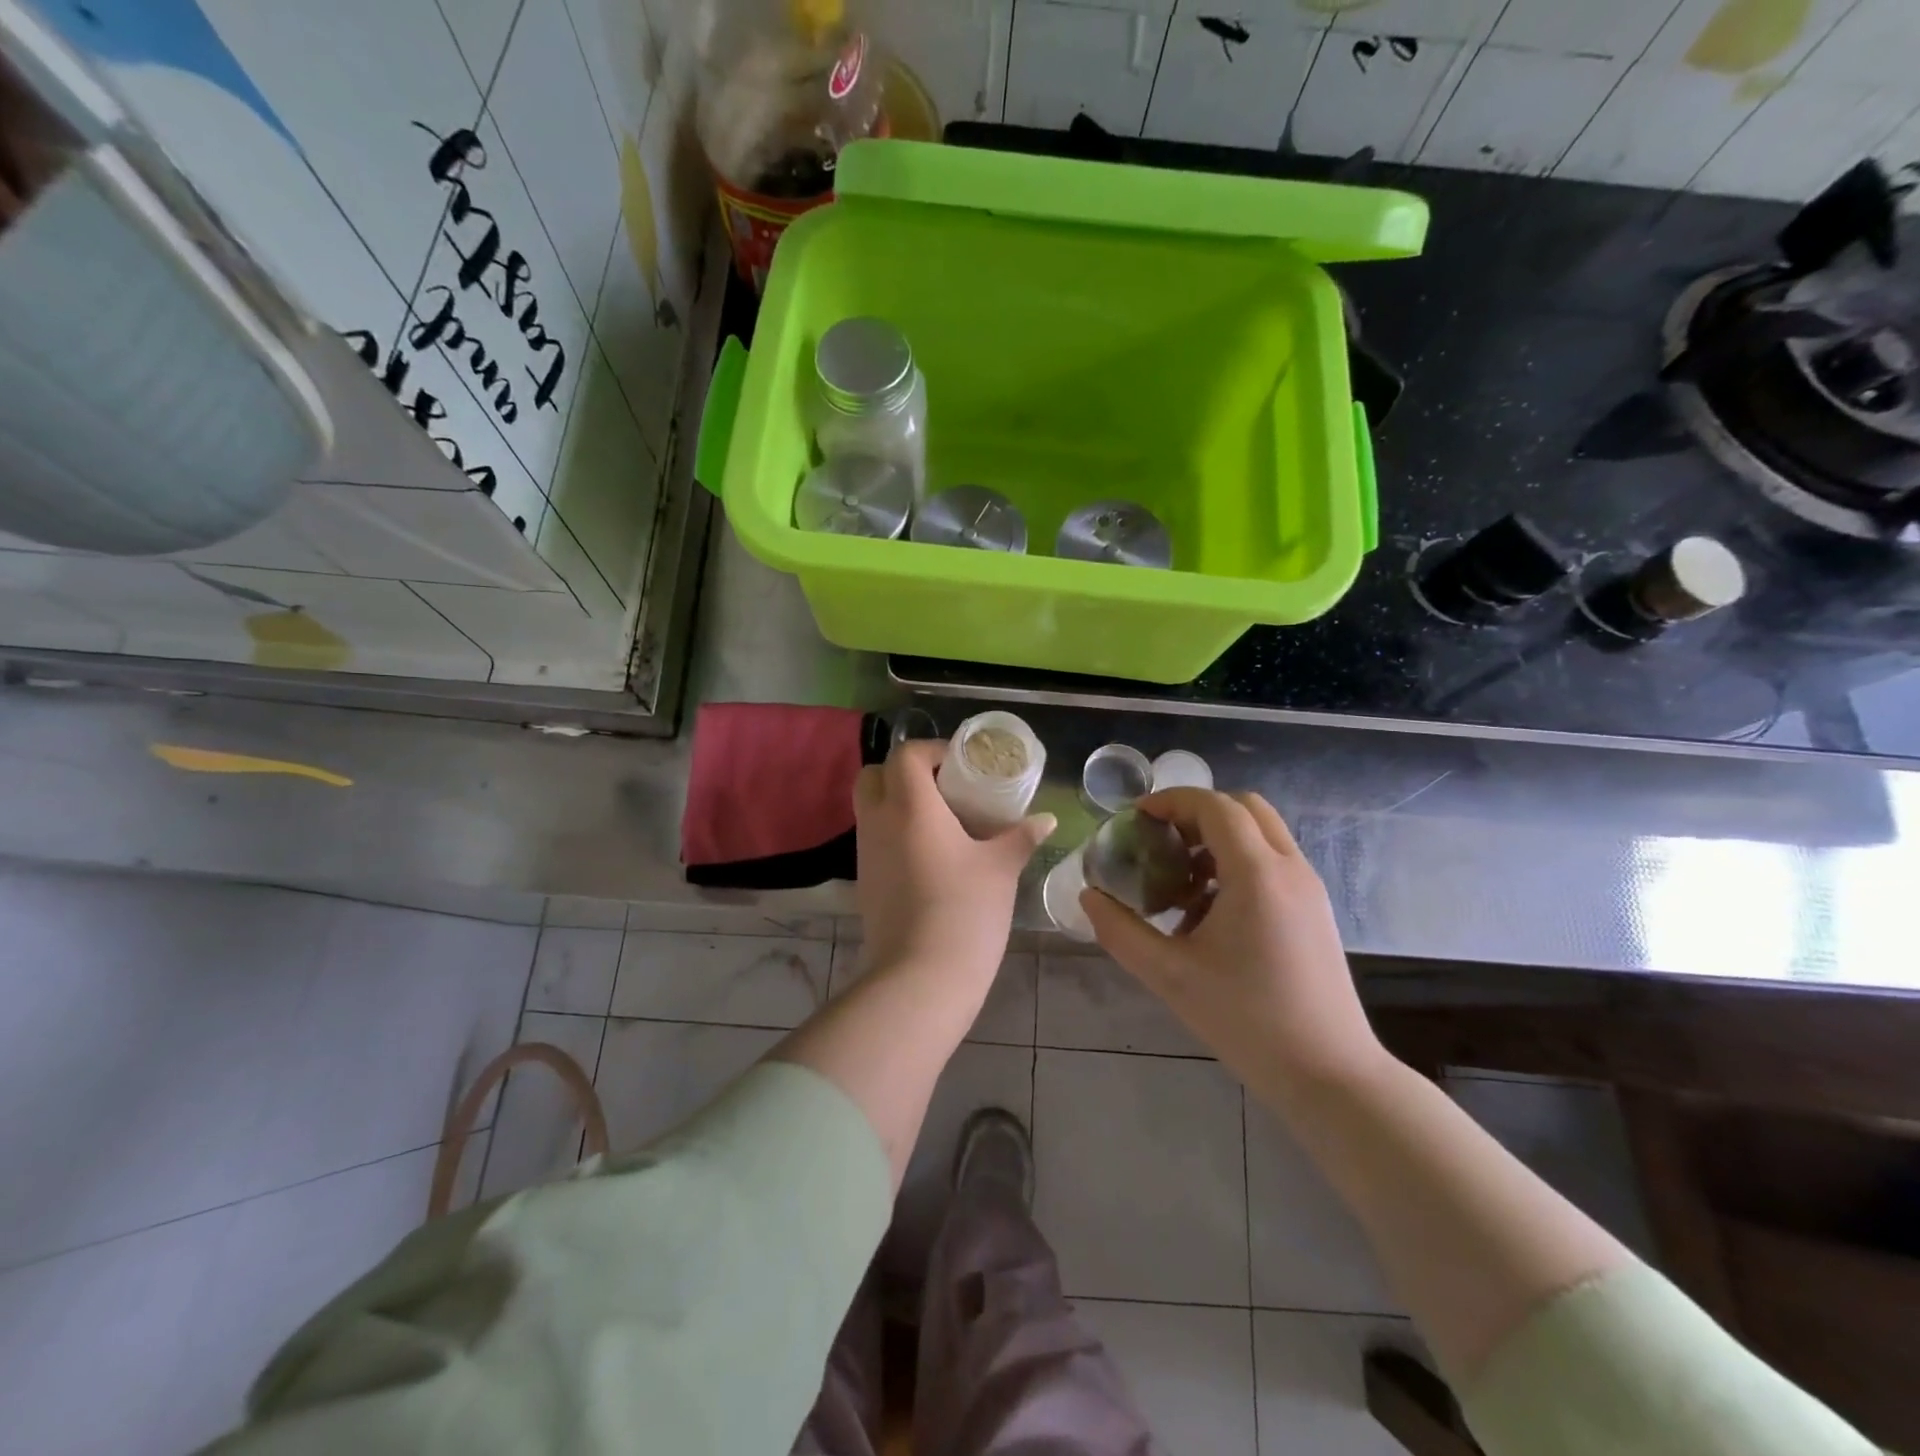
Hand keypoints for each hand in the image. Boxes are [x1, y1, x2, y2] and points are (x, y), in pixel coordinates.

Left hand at [854, 740, 1055, 983]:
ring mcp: (865, 853)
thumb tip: (1046, 819)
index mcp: (910, 806)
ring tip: (940, 822)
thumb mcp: (1001, 869)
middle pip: (875, 774)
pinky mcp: (864, 881)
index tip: (962, 766)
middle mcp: (878, 821)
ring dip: (897, 802)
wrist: (921, 976)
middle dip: (905, 772)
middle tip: (943, 788)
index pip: (906, 754)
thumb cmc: (965, 910)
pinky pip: (873, 838)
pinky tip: (928, 856)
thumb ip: (1021, 837)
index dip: (932, 751)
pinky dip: (893, 832)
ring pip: (869, 807)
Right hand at [1080, 788, 1385, 1102]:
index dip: (1170, 801)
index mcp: (1257, 873)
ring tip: (1181, 886)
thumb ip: (1120, 930)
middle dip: (1196, 814)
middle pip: (1244, 807)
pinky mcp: (1315, 911)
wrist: (1329, 1075)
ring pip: (1261, 834)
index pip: (1214, 805)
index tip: (1136, 818)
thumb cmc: (1246, 1020)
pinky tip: (1210, 915)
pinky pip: (1273, 863)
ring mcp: (1309, 888)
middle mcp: (1290, 868)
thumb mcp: (1169, 975)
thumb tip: (1089, 897)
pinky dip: (1237, 865)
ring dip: (1217, 841)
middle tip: (1161, 842)